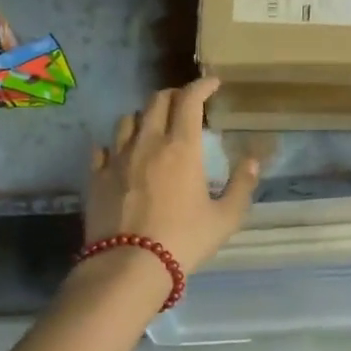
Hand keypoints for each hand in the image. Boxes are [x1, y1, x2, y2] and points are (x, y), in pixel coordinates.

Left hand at [85, 77, 259, 271]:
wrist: (129, 266)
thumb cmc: (184, 240)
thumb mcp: (225, 218)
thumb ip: (241, 186)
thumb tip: (254, 161)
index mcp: (182, 148)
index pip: (189, 100)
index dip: (202, 85)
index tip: (212, 83)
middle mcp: (147, 143)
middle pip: (156, 101)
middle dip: (174, 95)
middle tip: (185, 104)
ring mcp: (117, 158)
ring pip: (127, 119)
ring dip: (143, 116)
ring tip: (152, 127)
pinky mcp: (96, 177)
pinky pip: (102, 148)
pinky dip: (115, 144)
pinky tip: (120, 154)